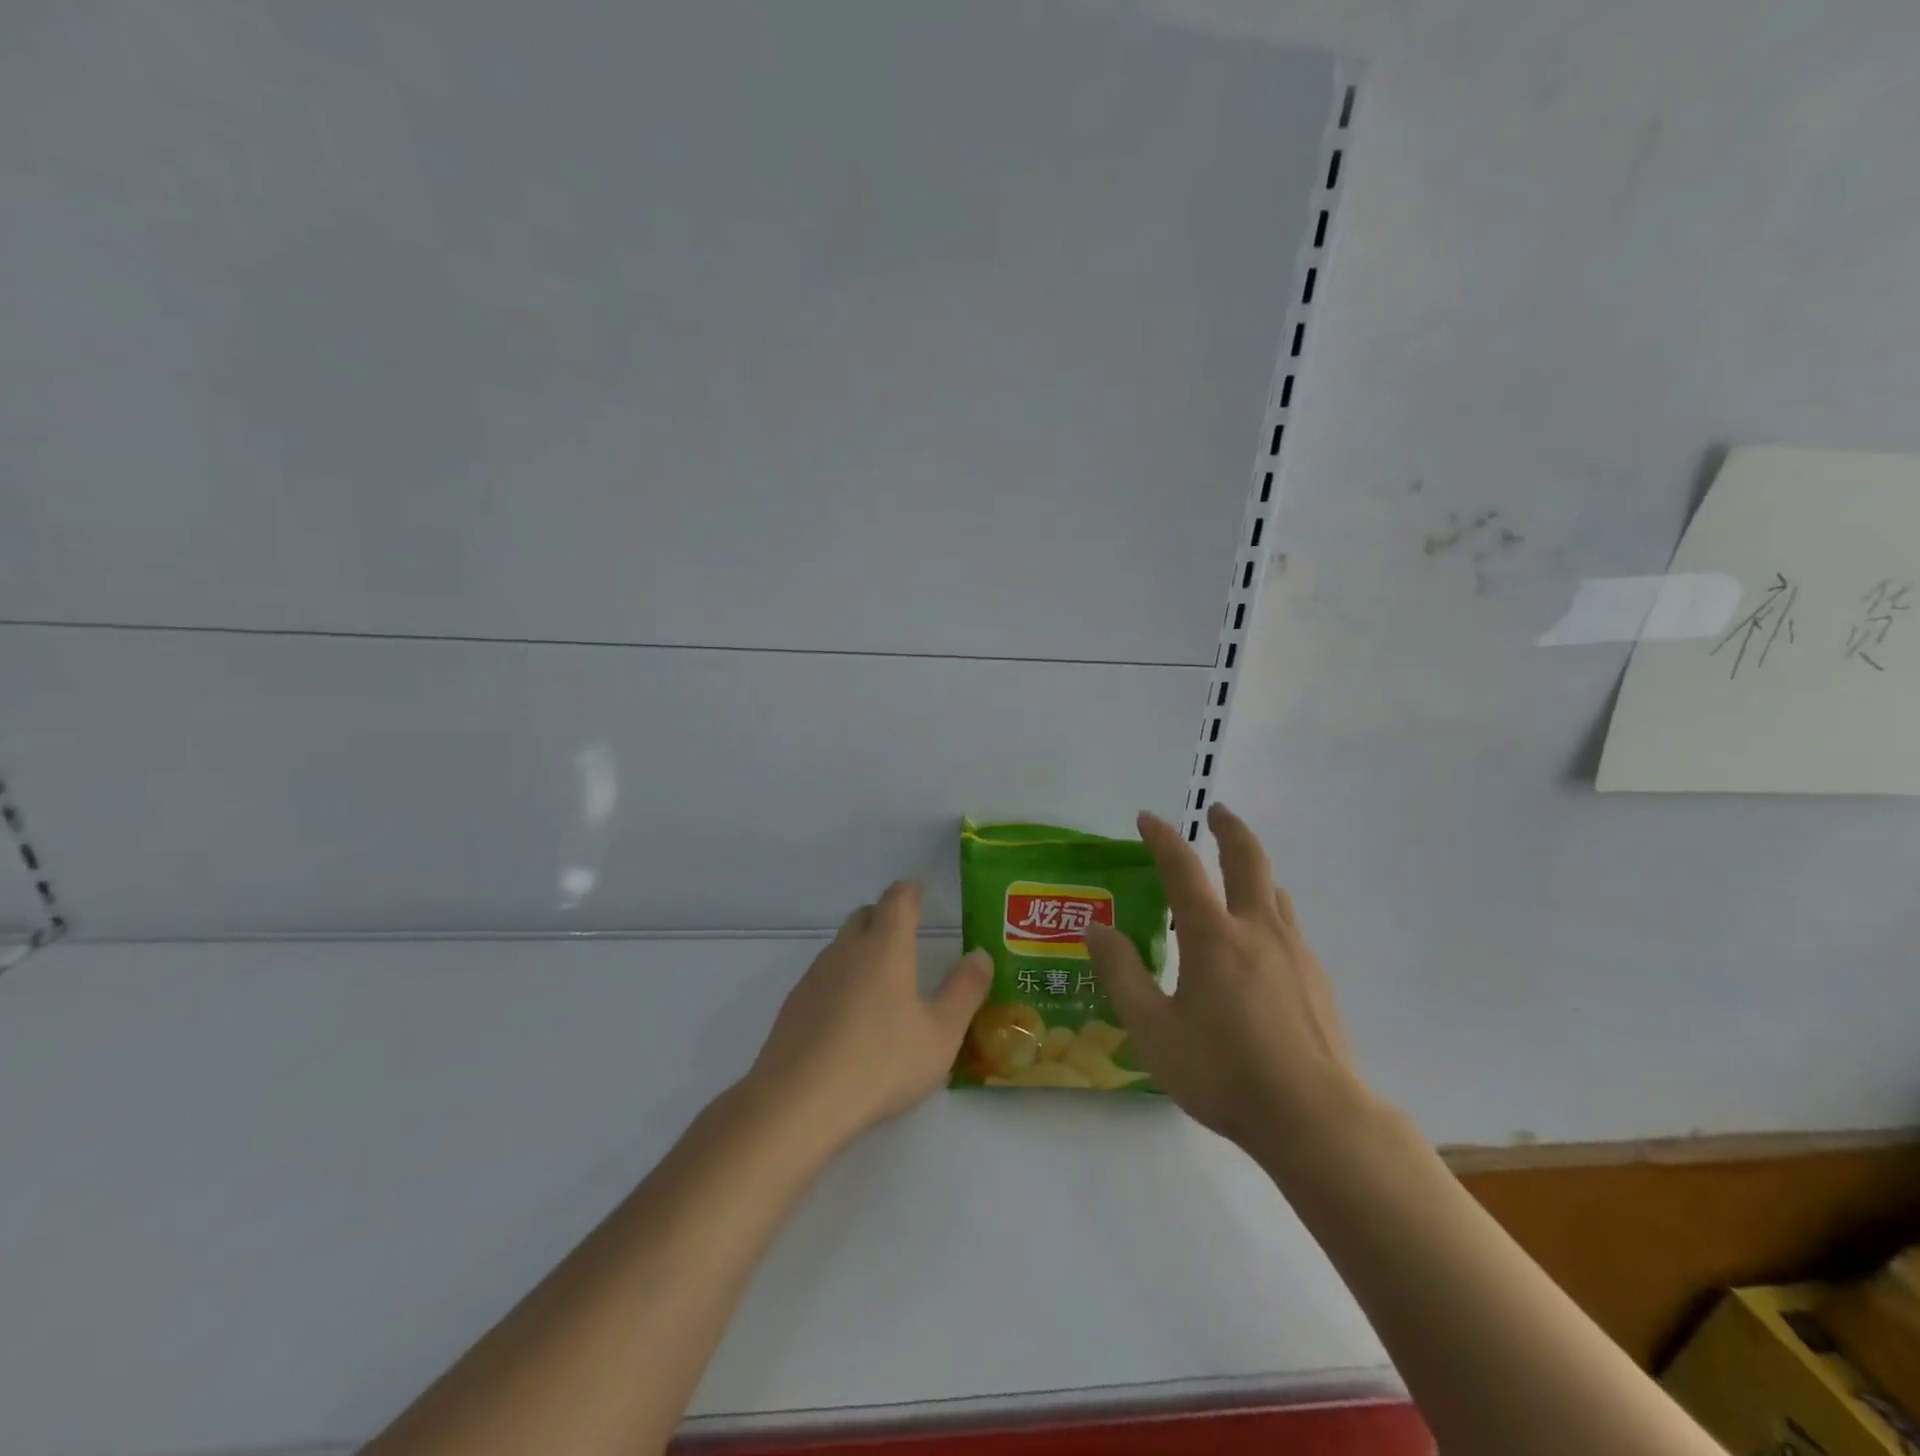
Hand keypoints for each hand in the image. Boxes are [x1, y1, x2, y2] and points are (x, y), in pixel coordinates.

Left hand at [747, 880, 991, 1147]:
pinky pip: (824, 976)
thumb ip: (965, 991)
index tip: (922, 890)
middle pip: (865, 915)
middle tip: (907, 934)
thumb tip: (980, 955)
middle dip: (886, 916)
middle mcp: (847, 950)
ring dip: (862, 948)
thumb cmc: (880, 1063)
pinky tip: (851, 1016)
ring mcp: (815, 976)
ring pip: (842, 946)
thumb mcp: (941, 1034)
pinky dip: (843, 980)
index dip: (911, 890)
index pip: (897, 899)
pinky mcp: (793, 1004)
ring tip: (883, 979)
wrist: (797, 1102)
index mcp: (885, 947)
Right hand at [1086, 803, 1375, 1170]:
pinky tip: (1258, 949)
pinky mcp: (1317, 979)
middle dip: (1230, 829)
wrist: (1317, 1120)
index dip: (1163, 838)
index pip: (1183, 868)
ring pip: (1275, 892)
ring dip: (1253, 871)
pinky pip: (1289, 927)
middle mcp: (1258, 930)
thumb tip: (1096, 929)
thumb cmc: (1224, 1073)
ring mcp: (1295, 953)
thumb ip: (1121, 974)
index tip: (1147, 818)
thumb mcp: (1153, 1030)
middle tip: (1217, 812)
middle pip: (1249, 859)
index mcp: (1213, 937)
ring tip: (1236, 878)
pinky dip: (1267, 913)